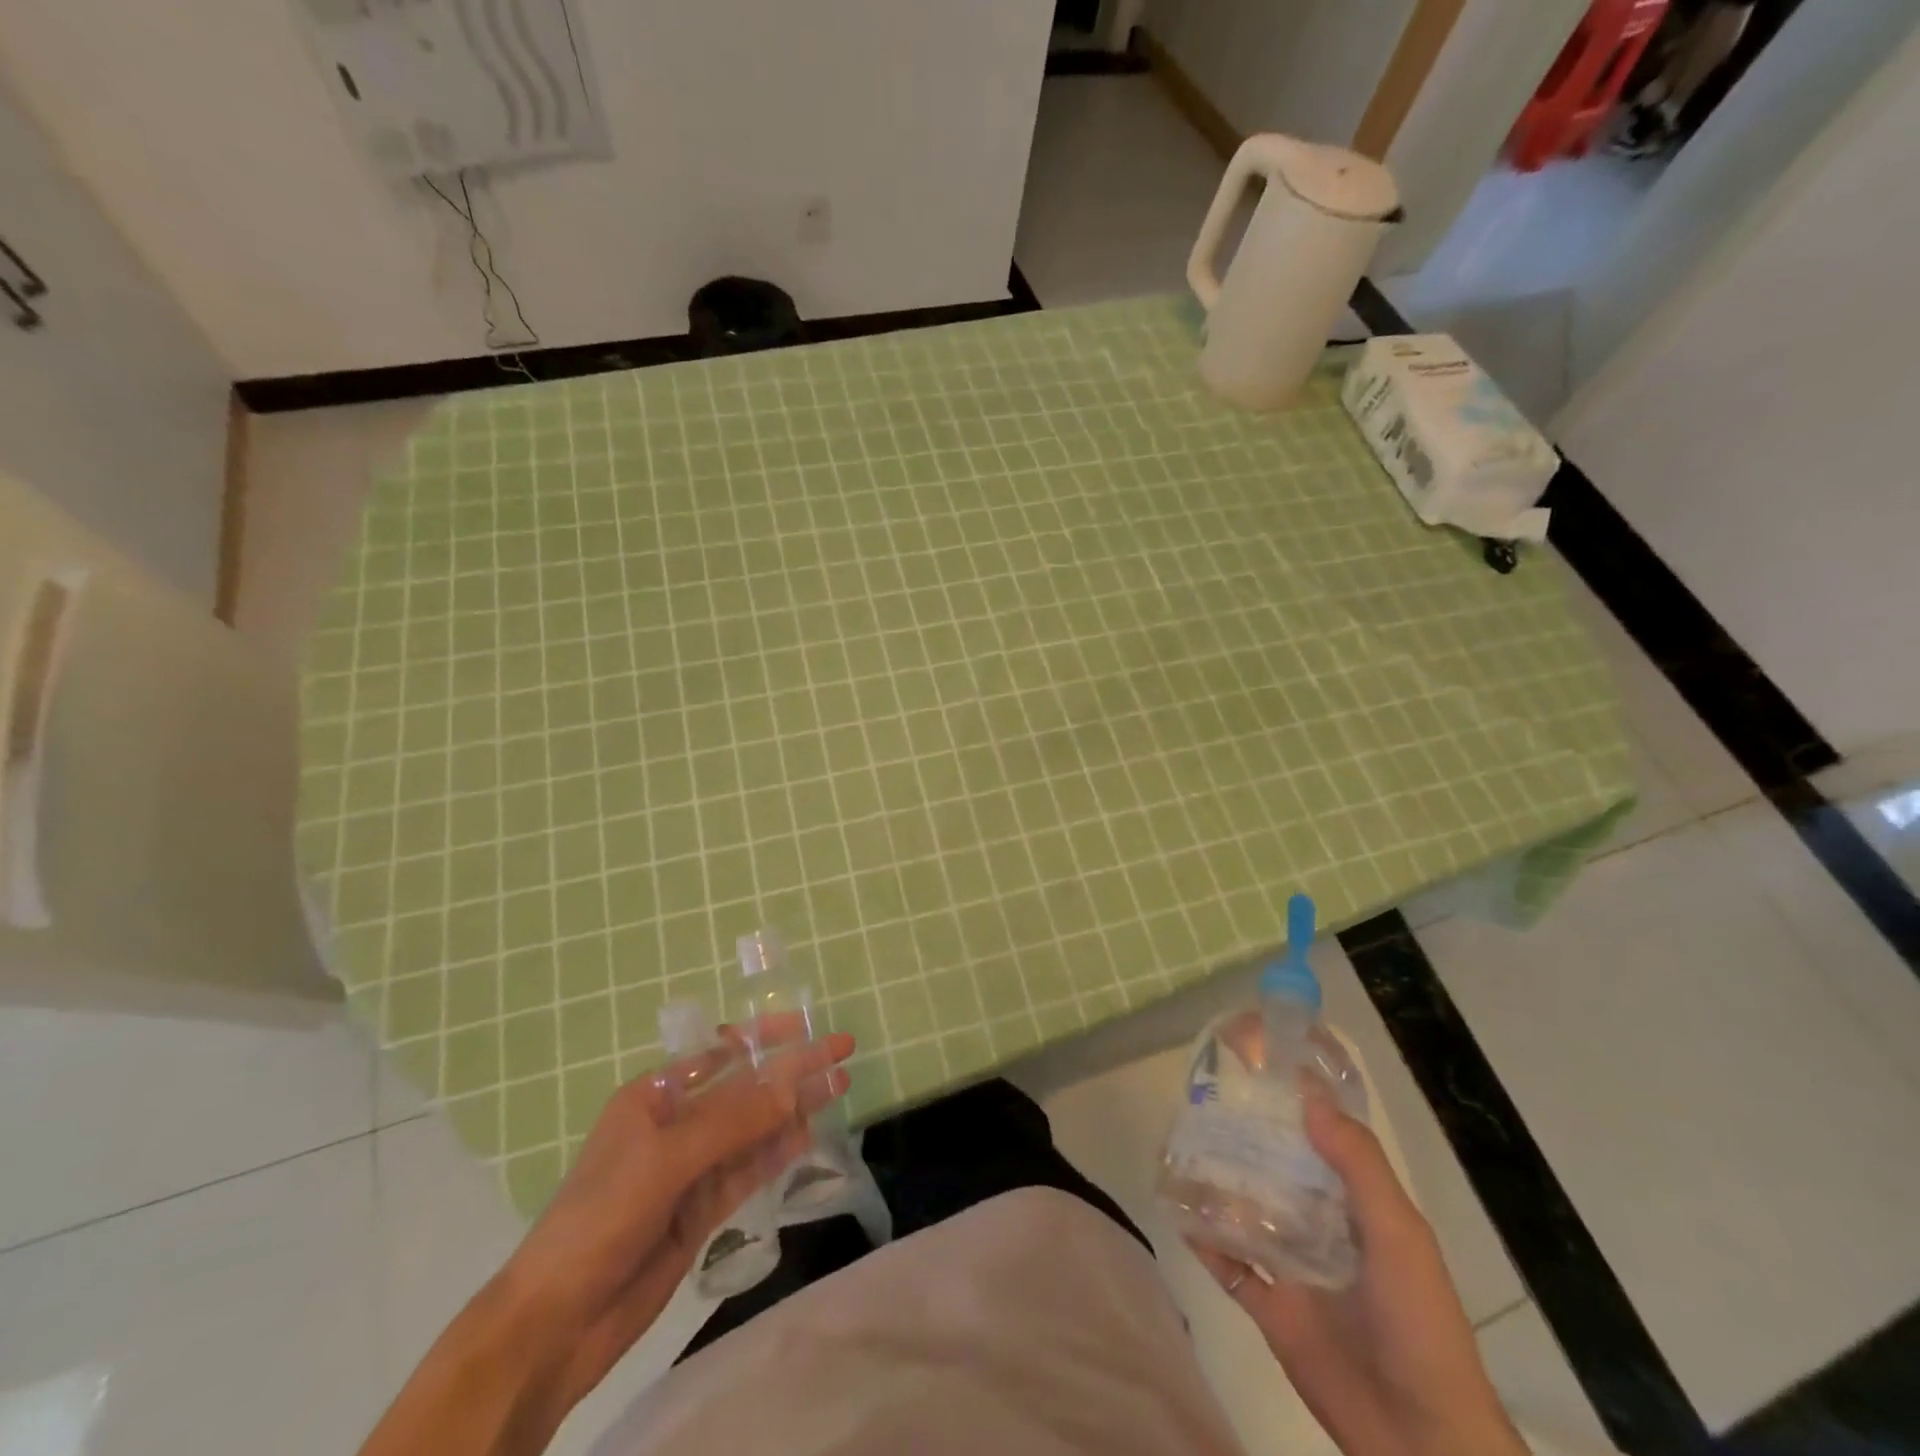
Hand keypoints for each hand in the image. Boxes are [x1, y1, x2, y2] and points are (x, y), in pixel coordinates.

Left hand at [502, 1020, 854, 1415]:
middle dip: (792, 1070)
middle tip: (842, 1051)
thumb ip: (733, 1121)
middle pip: (746, 1089)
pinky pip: (749, 1169)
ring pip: (754, 1128)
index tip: (808, 1026)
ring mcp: (691, 1168)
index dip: (765, 1037)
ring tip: (840, 1085)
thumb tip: (794, 1082)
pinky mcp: (702, 1209)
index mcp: (654, 1096)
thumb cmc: (600, 1216)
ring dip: (794, 1108)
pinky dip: (779, 1150)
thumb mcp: (665, 1159)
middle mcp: (675, 1124)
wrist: (557, 1322)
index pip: (719, 1053)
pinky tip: (809, 1133)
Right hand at [1189, 1088, 1526, 1455]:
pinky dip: (1203, 1239)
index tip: (1255, 1065)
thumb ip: (1359, 1167)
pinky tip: (1177, 1210)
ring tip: (1178, 1145)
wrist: (1422, 1444)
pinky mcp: (1270, 1308)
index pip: (1321, 1140)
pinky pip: (1229, 1265)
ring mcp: (1293, 1268)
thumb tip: (1308, 1096)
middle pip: (1275, 1170)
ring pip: (1246, 1211)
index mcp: (1357, 1206)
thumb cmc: (1420, 1327)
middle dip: (1243, 1137)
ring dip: (1217, 1183)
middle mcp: (1322, 1227)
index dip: (1292, 1103)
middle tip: (1200, 1100)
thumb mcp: (1399, 1237)